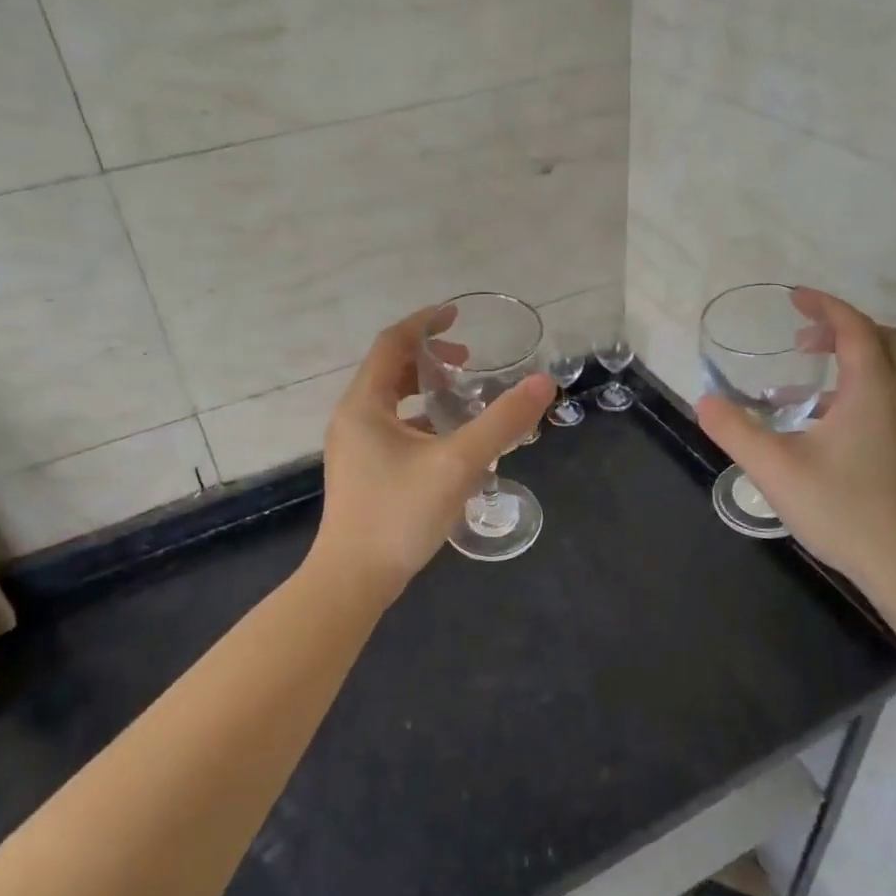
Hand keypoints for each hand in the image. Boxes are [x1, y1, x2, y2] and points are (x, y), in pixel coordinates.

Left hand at [312, 308, 554, 595]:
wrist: (353, 580)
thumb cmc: (400, 514)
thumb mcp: (458, 463)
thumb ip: (502, 422)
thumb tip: (543, 383)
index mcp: (364, 404)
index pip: (392, 343)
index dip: (425, 323)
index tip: (457, 315)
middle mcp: (353, 418)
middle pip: (390, 370)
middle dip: (430, 359)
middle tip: (470, 363)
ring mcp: (354, 447)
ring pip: (391, 402)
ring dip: (426, 390)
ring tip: (464, 397)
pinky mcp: (362, 471)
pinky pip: (393, 428)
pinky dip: (421, 420)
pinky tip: (451, 441)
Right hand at [696, 288, 895, 591]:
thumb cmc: (841, 509)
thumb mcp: (774, 468)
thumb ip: (734, 430)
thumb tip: (704, 401)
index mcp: (872, 391)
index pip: (854, 327)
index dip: (824, 306)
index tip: (793, 298)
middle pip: (883, 339)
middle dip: (842, 329)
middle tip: (801, 342)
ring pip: (891, 369)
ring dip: (850, 361)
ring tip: (801, 389)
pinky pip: (891, 397)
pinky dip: (859, 390)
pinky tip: (822, 427)